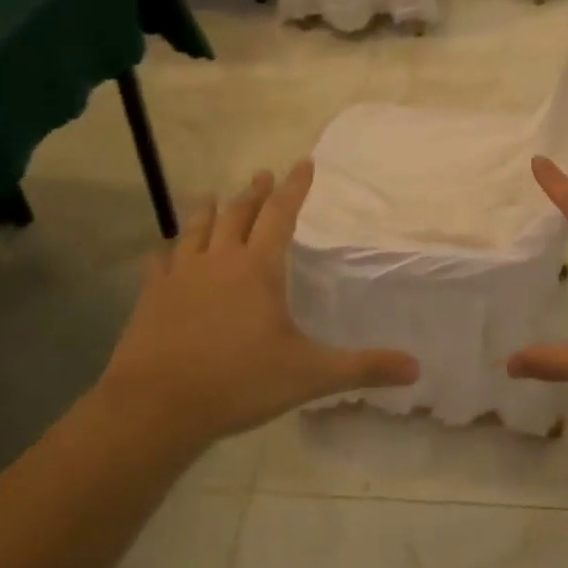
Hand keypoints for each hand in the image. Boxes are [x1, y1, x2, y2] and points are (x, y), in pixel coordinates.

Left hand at [95, 162, 418, 447]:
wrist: (156, 406)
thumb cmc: (239, 382)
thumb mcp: (310, 375)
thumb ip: (363, 368)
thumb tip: (416, 368)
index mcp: (258, 268)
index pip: (280, 214)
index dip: (294, 187)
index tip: (303, 162)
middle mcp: (219, 260)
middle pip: (238, 214)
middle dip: (254, 192)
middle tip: (262, 174)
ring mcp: (180, 276)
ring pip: (197, 229)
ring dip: (210, 210)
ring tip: (215, 196)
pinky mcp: (151, 297)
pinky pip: (160, 262)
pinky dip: (168, 250)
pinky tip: (165, 251)